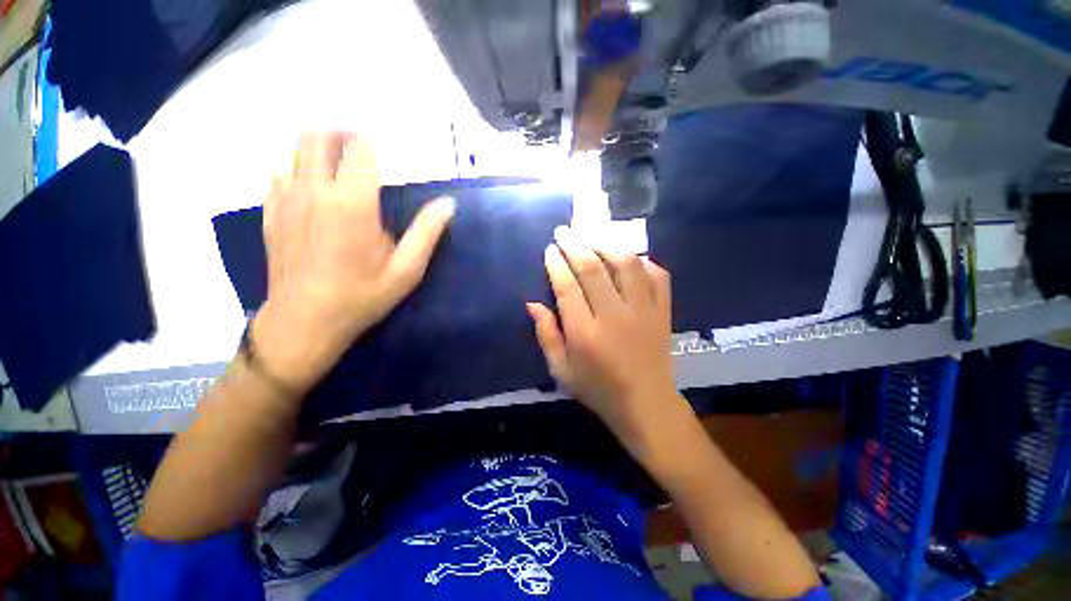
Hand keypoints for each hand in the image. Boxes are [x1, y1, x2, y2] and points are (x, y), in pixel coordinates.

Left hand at [251, 132, 454, 394]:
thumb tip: (448, 204)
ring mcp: (286, 200)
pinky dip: (299, 171)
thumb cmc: (361, 297)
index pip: (359, 149)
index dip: (370, 140)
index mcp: (353, 204)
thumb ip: (427, 233)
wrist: (304, 322)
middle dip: (340, 133)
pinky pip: (281, 174)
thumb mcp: (406, 271)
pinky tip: (315, 192)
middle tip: (360, 148)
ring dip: (319, 150)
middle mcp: (315, 191)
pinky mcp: (271, 213)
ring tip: (339, 168)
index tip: (382, 145)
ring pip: (296, 151)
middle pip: (317, 137)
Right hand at [526, 226, 689, 449]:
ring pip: (626, 264)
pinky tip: (629, 256)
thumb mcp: (561, 370)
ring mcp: (644, 311)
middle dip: (576, 244)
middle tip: (564, 231)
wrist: (646, 404)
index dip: (556, 264)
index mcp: (585, 333)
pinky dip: (643, 261)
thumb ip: (546, 335)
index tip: (550, 250)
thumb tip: (532, 303)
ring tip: (592, 234)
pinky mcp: (663, 311)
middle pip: (593, 268)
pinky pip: (657, 275)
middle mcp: (614, 316)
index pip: (567, 287)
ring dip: (607, 243)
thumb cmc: (598, 389)